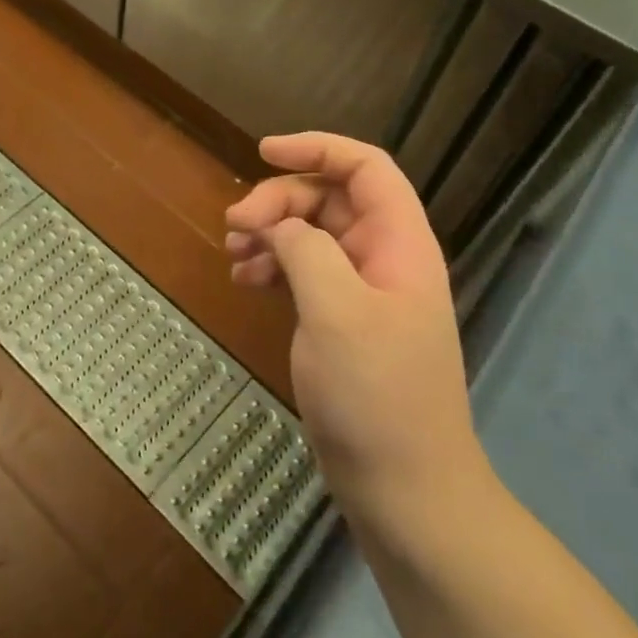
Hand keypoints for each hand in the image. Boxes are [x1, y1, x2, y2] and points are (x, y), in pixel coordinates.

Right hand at [225, 133, 487, 528]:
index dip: (316, 148)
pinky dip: (273, 267)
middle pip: (329, 200)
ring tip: (232, 253)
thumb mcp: (336, 311)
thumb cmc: (375, 395)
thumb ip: (305, 250)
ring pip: (312, 235)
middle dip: (279, 201)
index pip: (365, 168)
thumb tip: (280, 225)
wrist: (404, 489)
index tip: (262, 153)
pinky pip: (304, 273)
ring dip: (270, 233)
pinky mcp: (342, 322)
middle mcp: (384, 258)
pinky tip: (245, 280)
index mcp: (400, 243)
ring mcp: (363, 292)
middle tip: (234, 225)